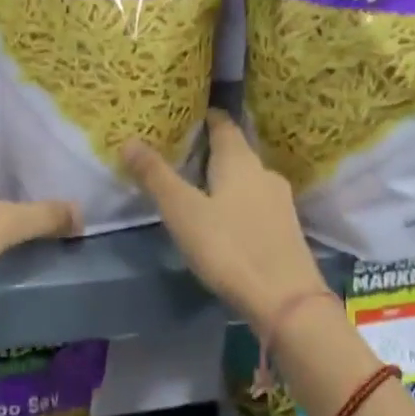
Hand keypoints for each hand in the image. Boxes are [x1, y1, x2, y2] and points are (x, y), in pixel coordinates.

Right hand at [122, 109, 327, 327]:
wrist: (285, 300)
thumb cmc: (229, 248)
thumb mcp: (182, 211)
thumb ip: (156, 176)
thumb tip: (129, 140)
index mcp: (240, 161)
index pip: (223, 125)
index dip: (205, 117)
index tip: (184, 115)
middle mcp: (264, 173)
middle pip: (236, 151)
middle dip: (210, 149)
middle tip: (180, 152)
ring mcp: (279, 202)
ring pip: (247, 178)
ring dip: (224, 177)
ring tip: (196, 185)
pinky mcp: (285, 229)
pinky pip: (255, 202)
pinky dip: (236, 200)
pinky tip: (223, 217)